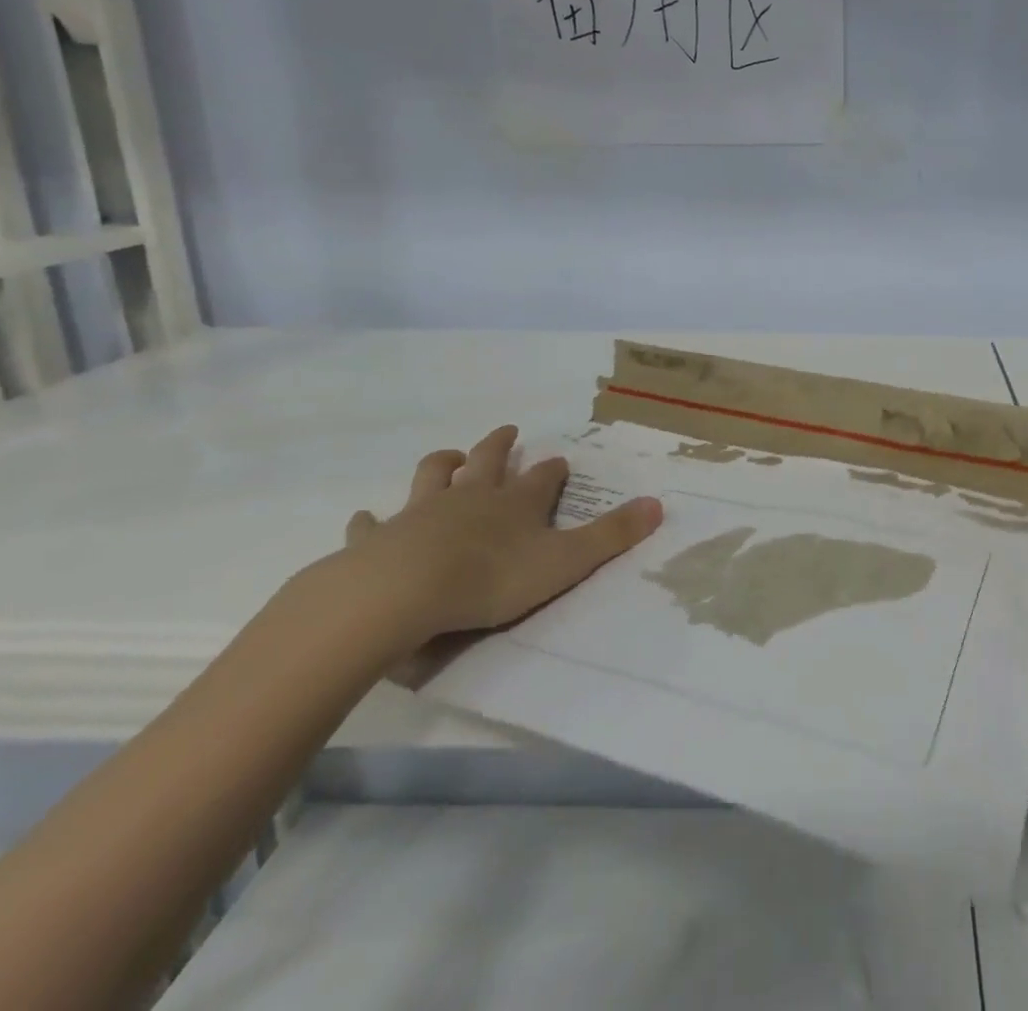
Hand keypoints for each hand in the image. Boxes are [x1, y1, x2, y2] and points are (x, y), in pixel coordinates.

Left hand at [340, 424, 663, 655]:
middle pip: (486, 461)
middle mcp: (471, 498)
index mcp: (515, 503)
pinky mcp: (379, 538)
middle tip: (506, 432)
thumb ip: (612, 536)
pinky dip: (372, 520)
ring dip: (443, 464)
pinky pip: (373, 524)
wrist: (402, 594)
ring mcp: (421, 513)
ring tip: (450, 457)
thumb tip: (660, 505)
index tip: (559, 461)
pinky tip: (368, 518)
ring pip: (433, 476)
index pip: (542, 478)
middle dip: (499, 446)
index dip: (552, 470)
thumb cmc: (490, 578)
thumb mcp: (565, 561)